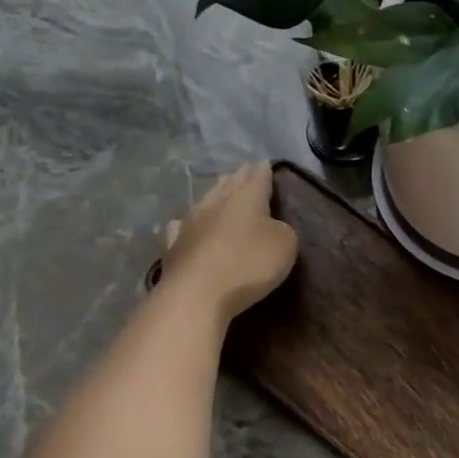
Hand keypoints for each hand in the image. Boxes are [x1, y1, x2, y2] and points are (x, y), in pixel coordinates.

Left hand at [157, 163, 297, 322]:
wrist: (197, 294)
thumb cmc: (249, 264)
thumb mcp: (285, 245)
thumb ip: (282, 230)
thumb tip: (271, 226)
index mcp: (246, 197)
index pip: (258, 175)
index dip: (264, 170)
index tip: (266, 163)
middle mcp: (215, 202)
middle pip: (229, 183)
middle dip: (239, 178)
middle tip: (246, 173)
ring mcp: (190, 222)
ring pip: (205, 200)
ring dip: (215, 196)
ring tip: (221, 193)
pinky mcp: (173, 245)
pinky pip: (181, 226)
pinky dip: (188, 223)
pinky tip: (184, 225)